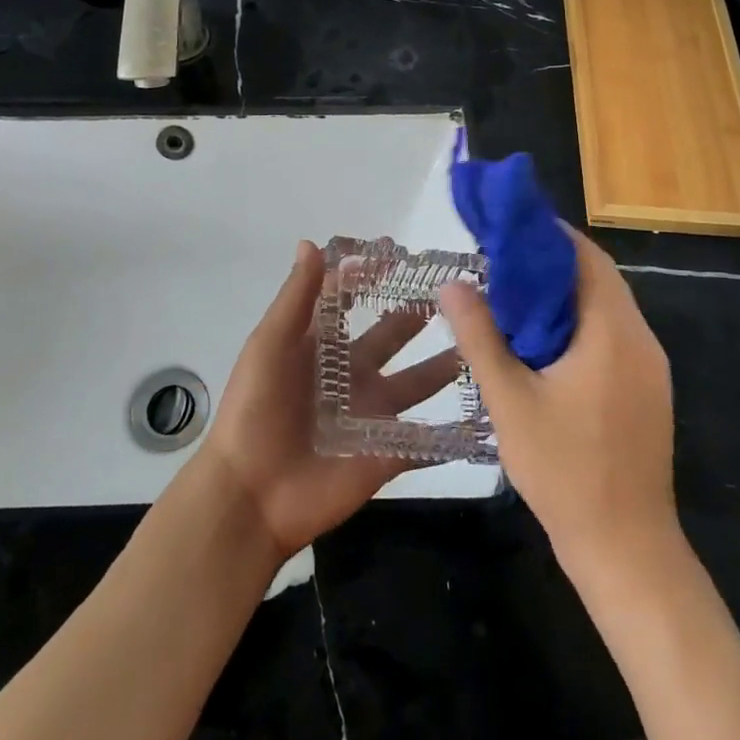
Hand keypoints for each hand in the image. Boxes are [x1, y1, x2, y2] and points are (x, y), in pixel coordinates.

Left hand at [199, 241, 463, 561]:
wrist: (251, 495)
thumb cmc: (256, 410)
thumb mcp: (270, 345)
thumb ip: (297, 297)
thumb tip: (312, 243)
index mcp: (322, 346)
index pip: (350, 301)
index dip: (370, 277)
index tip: (401, 253)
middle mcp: (351, 374)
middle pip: (391, 336)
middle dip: (417, 314)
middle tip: (458, 292)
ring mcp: (372, 414)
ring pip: (417, 383)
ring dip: (445, 365)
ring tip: (482, 341)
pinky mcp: (388, 453)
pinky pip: (426, 440)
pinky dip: (453, 432)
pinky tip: (489, 413)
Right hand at [440, 226, 678, 588]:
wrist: (627, 549)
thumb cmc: (565, 471)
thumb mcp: (510, 401)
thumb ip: (480, 337)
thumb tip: (452, 283)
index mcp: (612, 331)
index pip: (585, 256)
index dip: (547, 235)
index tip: (505, 231)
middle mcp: (640, 339)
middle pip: (597, 278)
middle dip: (550, 264)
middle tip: (499, 264)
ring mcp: (650, 367)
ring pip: (606, 308)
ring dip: (564, 295)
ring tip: (512, 298)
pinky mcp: (648, 391)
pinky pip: (613, 336)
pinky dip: (579, 324)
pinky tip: (542, 344)